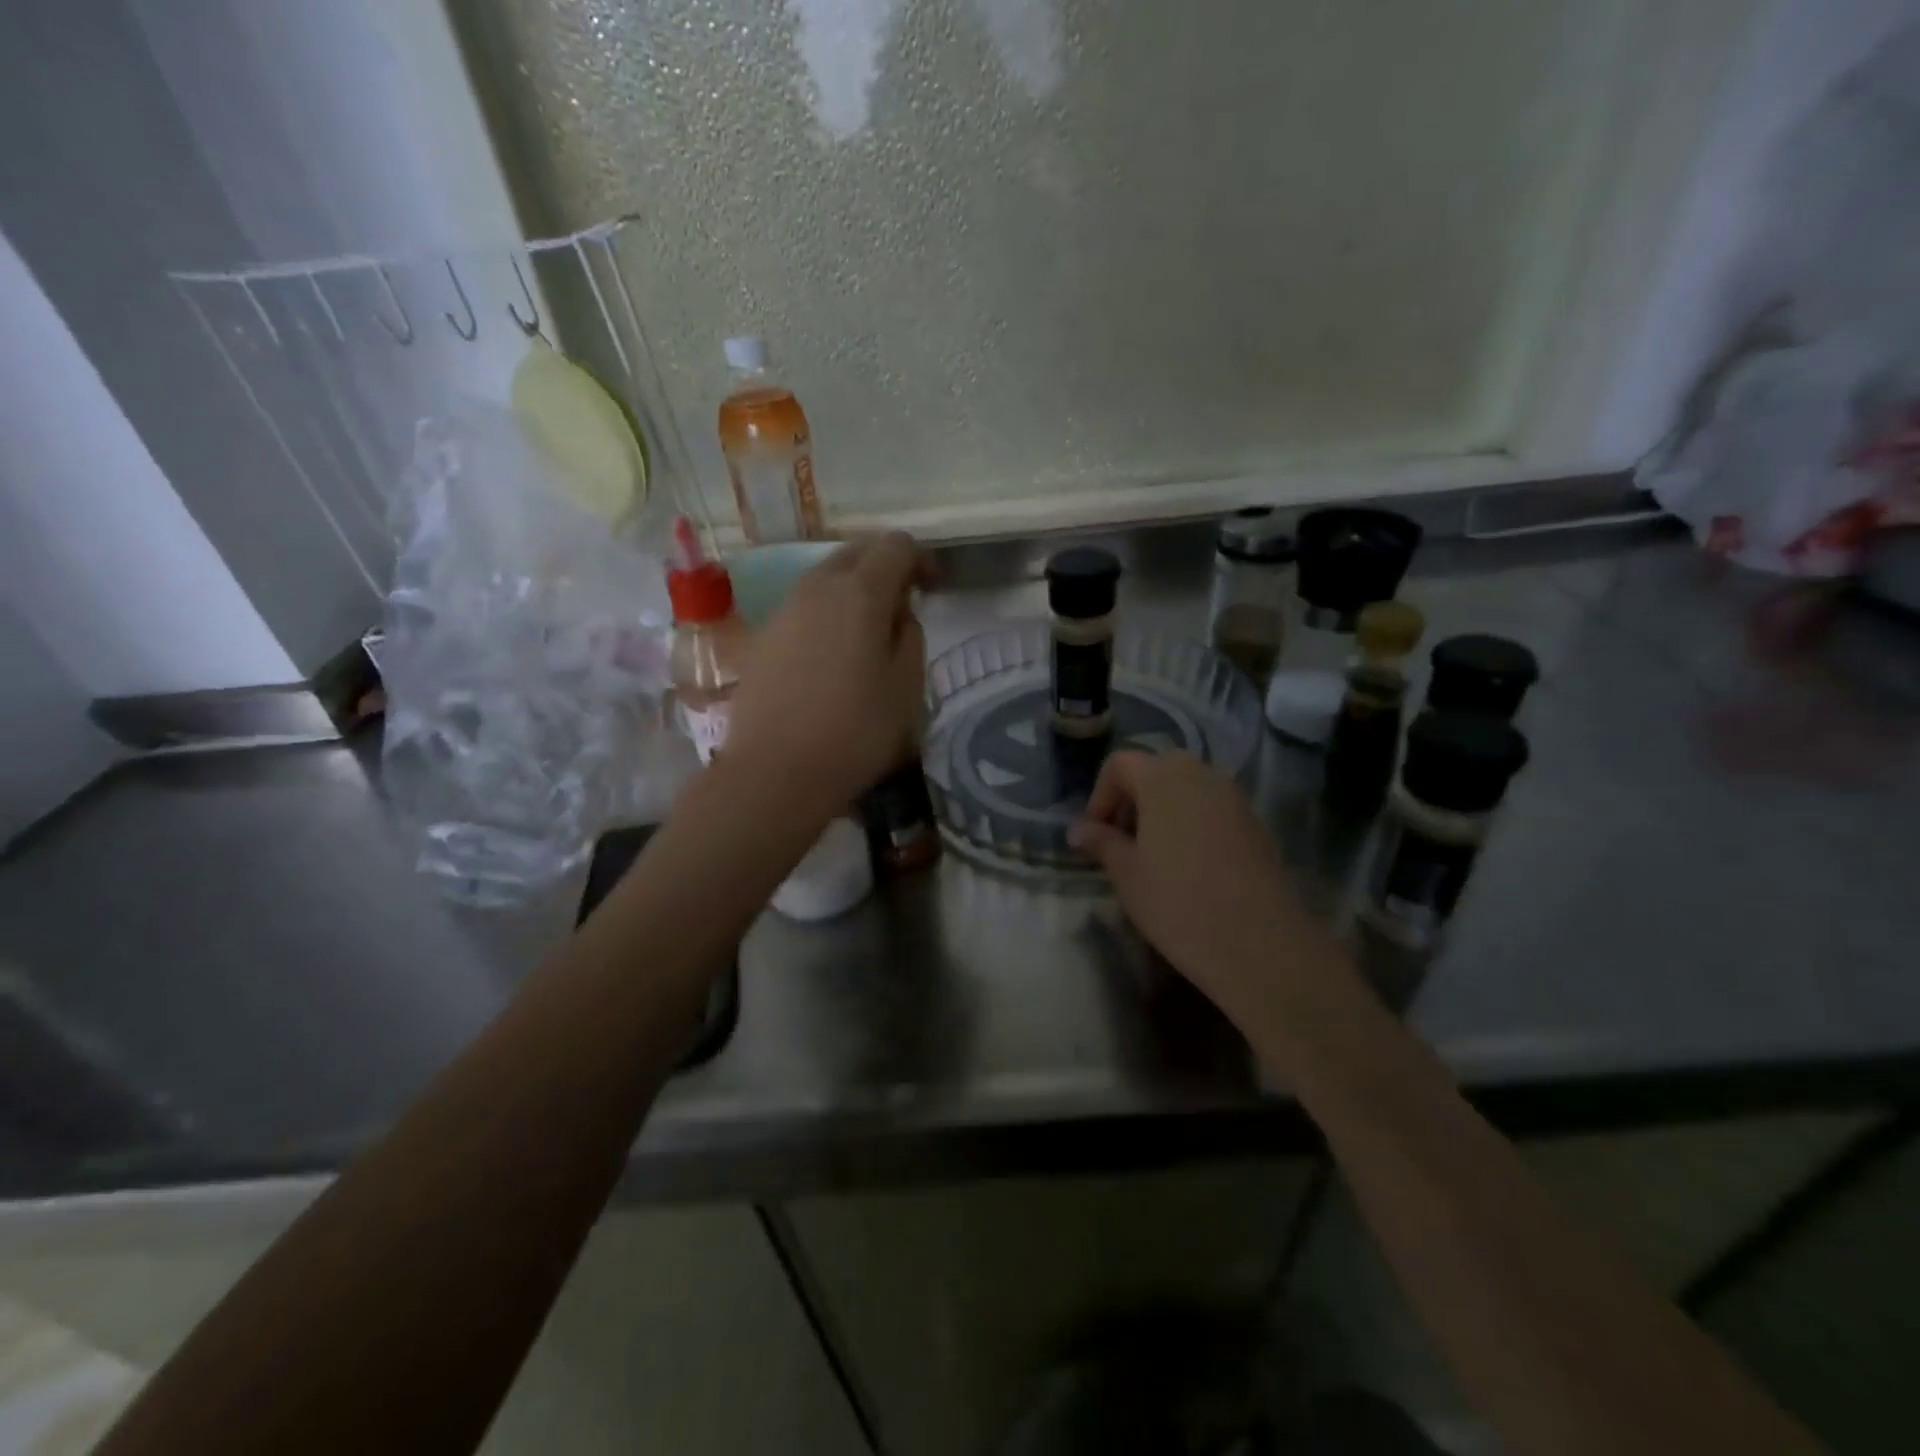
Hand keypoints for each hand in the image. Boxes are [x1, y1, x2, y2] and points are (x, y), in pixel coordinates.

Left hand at [724, 533, 927, 808]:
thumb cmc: (855, 731)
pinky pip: (803, 609)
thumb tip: (897, 613)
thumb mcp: (907, 686)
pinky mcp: (763, 638)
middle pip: (856, 553)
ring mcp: (783, 611)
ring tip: (868, 634)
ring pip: (825, 579)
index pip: (896, 546)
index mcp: (860, 592)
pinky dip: (826, 616)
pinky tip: (832, 656)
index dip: (920, 559)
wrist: (774, 772)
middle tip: (902, 607)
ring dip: (852, 592)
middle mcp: (817, 587)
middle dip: (884, 568)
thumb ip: (910, 636)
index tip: (933, 588)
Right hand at [1070, 751, 1333, 1028]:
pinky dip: (1192, 822)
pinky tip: (1189, 865)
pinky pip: (1213, 808)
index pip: (1120, 764)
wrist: (1259, 944)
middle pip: (1157, 769)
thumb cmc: (1178, 903)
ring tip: (1153, 854)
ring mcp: (1234, 798)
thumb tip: (1079, 829)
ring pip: (1188, 787)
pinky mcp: (1256, 823)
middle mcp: (1201, 775)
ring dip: (1163, 809)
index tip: (1095, 835)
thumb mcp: (1127, 875)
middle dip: (1133, 798)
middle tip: (1122, 840)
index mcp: (1163, 778)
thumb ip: (1101, 843)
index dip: (1100, 795)